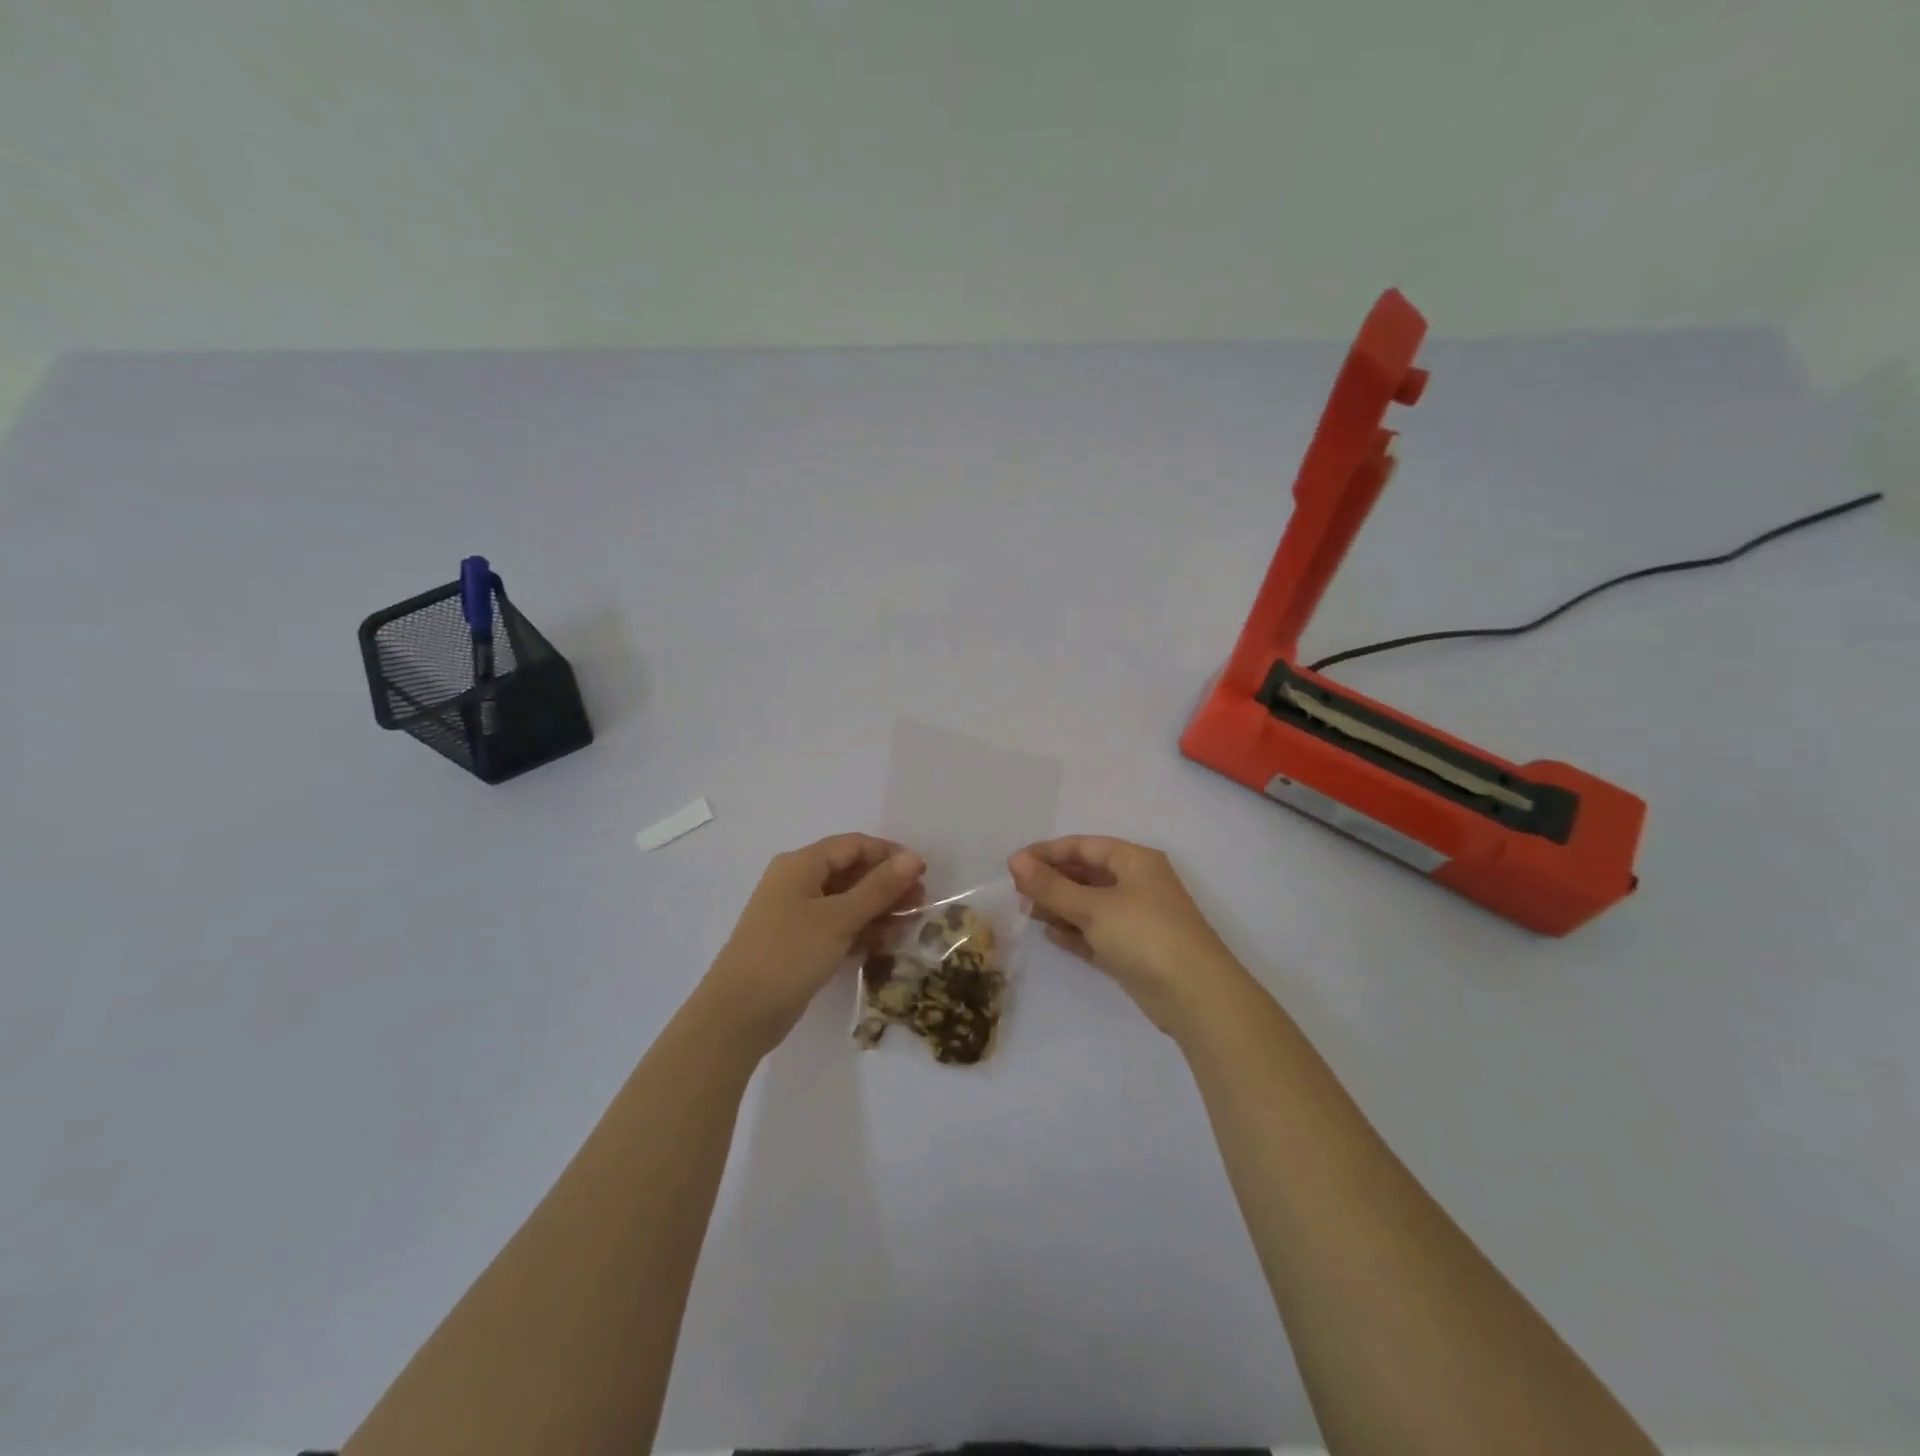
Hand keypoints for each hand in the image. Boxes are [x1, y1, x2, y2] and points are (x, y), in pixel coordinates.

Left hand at [700, 834, 924, 1056]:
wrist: (738, 1015)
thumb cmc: (789, 955)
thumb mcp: (839, 919)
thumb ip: (878, 888)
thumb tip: (913, 858)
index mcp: (801, 864)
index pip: (854, 845)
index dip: (890, 854)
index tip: (923, 873)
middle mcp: (797, 882)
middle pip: (851, 871)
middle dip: (887, 884)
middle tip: (920, 903)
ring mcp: (796, 914)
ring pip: (846, 900)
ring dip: (877, 909)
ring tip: (909, 924)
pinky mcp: (798, 943)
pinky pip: (836, 925)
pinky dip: (860, 929)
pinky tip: (884, 943)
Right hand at [1009, 836, 1249, 1035]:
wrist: (1195, 996)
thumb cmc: (1144, 934)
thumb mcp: (1093, 907)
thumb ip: (1051, 885)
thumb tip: (1015, 860)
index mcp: (1134, 861)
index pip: (1083, 846)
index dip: (1047, 852)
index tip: (1013, 864)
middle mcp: (1137, 884)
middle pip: (1086, 874)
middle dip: (1052, 881)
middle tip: (1016, 892)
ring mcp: (1136, 919)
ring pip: (1089, 905)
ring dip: (1059, 906)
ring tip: (1025, 912)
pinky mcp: (1133, 951)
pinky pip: (1096, 933)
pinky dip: (1074, 932)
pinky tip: (1049, 934)